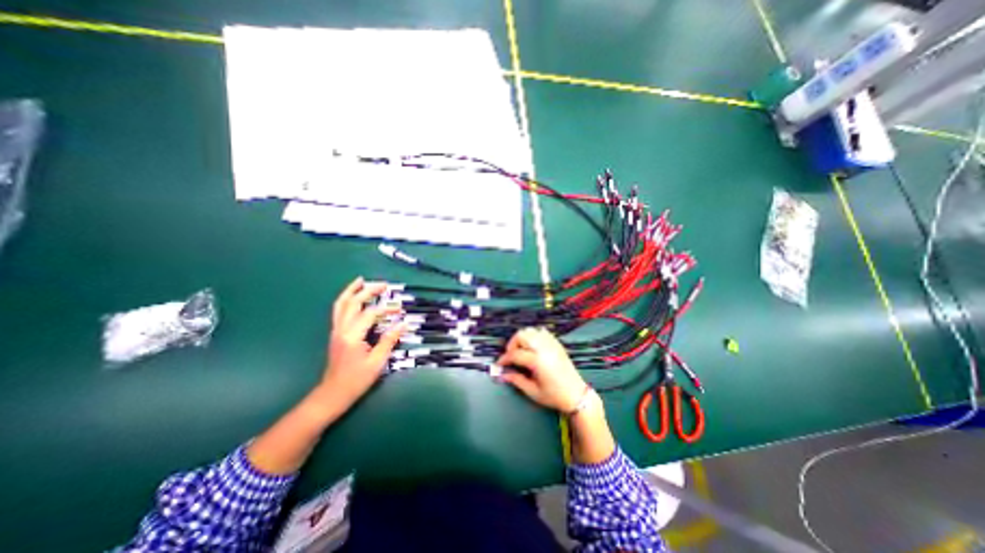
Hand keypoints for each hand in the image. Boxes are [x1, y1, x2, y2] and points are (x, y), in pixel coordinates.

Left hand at [320, 276, 403, 409]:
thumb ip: (389, 340)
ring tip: (361, 281)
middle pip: (353, 303)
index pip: (370, 314)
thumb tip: (404, 324)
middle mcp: (342, 329)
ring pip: (341, 304)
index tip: (400, 309)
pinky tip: (353, 296)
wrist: (333, 393)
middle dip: (368, 291)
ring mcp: (336, 330)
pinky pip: (339, 311)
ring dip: (352, 291)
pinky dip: (346, 299)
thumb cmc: (356, 380)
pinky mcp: (336, 333)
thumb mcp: (377, 362)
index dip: (386, 309)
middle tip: (383, 285)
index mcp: (352, 336)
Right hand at [497, 327, 586, 412]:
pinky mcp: (557, 344)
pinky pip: (542, 332)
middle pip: (522, 335)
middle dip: (512, 344)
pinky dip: (534, 336)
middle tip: (511, 356)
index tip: (499, 365)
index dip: (504, 359)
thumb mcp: (532, 391)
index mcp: (537, 361)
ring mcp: (551, 344)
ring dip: (523, 338)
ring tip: (521, 350)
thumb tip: (502, 374)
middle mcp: (544, 348)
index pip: (515, 354)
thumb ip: (516, 380)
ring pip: (531, 331)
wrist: (576, 395)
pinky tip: (533, 346)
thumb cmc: (554, 396)